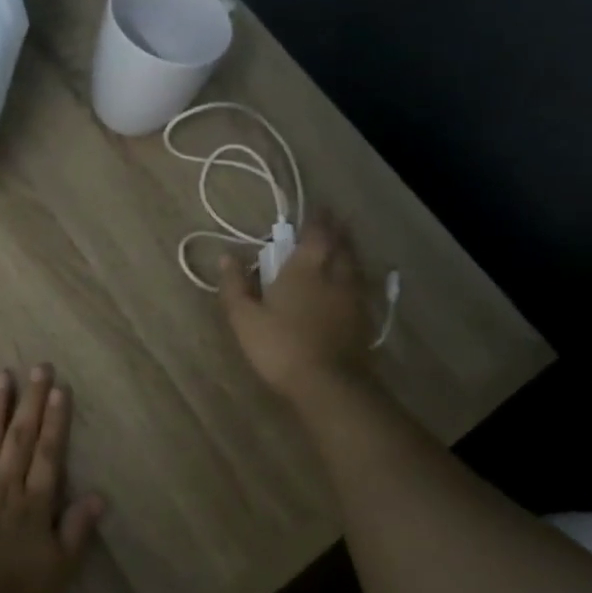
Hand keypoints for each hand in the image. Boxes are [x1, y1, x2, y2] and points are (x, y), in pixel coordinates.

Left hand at [0, 365, 104, 592]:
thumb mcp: (59, 574)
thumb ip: (76, 532)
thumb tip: (98, 496)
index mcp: (34, 505)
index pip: (49, 454)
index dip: (55, 421)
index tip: (58, 390)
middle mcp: (3, 488)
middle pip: (20, 438)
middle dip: (30, 402)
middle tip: (37, 367)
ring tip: (2, 377)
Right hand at [218, 212, 372, 401]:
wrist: (328, 385)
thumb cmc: (280, 346)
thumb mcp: (244, 318)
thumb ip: (235, 286)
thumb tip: (227, 257)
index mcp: (304, 269)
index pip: (316, 234)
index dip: (318, 219)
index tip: (319, 207)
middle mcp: (334, 276)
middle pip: (341, 245)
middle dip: (338, 230)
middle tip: (335, 220)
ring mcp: (353, 298)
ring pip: (354, 265)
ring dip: (349, 251)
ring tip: (343, 247)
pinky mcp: (364, 321)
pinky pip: (360, 287)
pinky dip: (354, 277)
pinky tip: (350, 285)